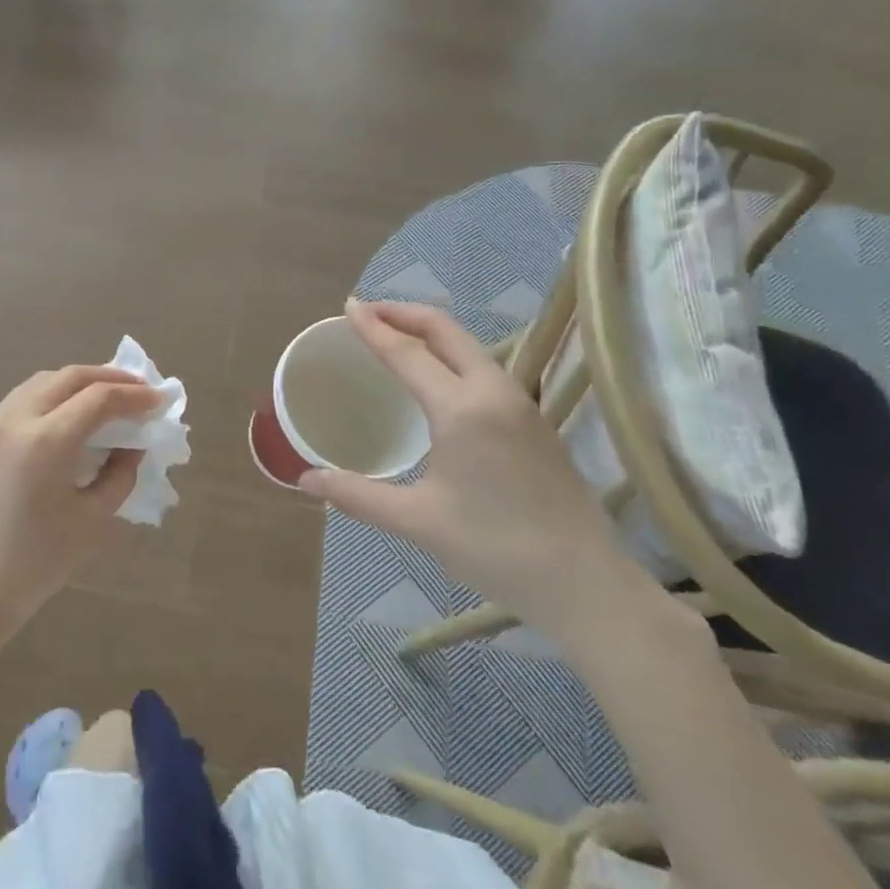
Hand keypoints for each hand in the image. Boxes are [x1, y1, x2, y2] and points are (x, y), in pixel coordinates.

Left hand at [0, 365, 164, 644]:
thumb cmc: (34, 565)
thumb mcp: (91, 520)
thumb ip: (120, 474)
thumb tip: (132, 445)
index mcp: (46, 442)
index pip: (99, 399)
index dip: (135, 396)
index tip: (160, 399)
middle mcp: (16, 420)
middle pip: (70, 377)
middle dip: (109, 377)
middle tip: (139, 388)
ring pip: (42, 382)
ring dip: (78, 382)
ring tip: (106, 395)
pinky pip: (21, 400)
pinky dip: (52, 395)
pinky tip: (67, 414)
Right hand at [301, 300, 657, 636]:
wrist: (584, 582)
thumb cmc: (495, 547)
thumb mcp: (417, 521)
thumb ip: (357, 495)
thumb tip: (305, 480)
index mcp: (461, 409)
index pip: (407, 353)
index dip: (374, 328)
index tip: (348, 306)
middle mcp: (494, 392)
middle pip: (446, 331)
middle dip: (405, 314)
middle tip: (368, 312)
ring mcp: (520, 404)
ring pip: (470, 348)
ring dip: (430, 333)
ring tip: (397, 338)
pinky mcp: (534, 421)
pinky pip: (484, 368)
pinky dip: (451, 355)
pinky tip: (438, 378)